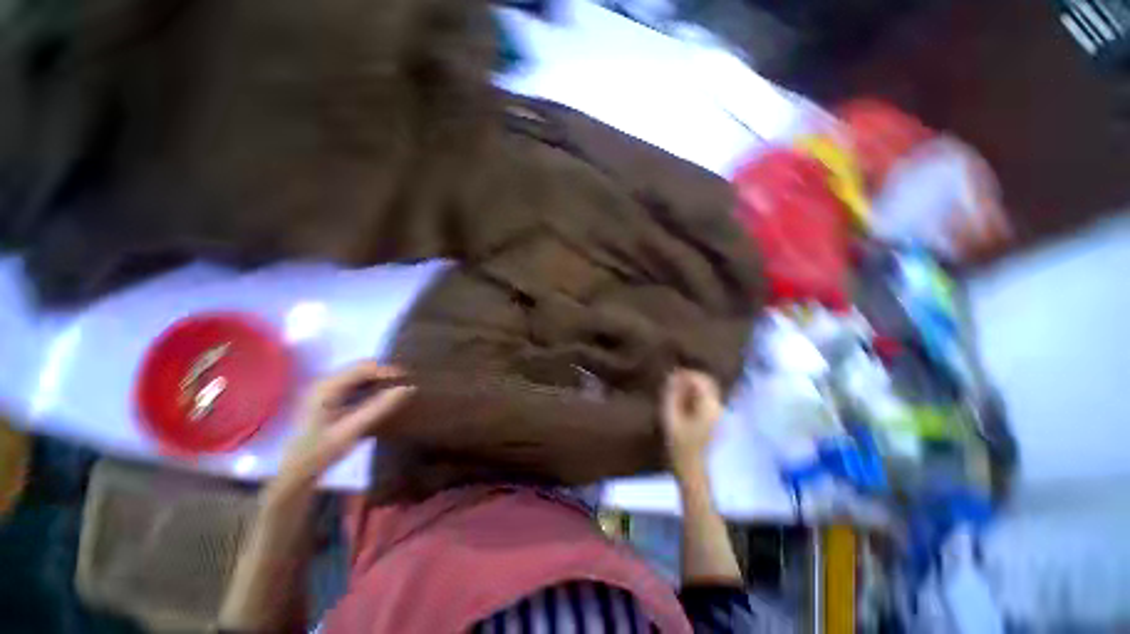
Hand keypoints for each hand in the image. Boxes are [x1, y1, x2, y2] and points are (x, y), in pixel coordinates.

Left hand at [276, 362, 412, 491]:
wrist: (295, 472)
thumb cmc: (321, 451)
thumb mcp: (353, 430)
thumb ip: (380, 407)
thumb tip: (409, 388)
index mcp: (327, 387)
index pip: (363, 367)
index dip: (387, 370)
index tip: (408, 378)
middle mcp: (324, 382)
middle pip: (360, 368)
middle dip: (383, 373)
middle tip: (405, 382)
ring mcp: (324, 389)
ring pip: (358, 375)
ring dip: (378, 379)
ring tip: (396, 388)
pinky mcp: (326, 398)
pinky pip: (353, 384)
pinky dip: (369, 387)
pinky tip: (379, 397)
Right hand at [661, 369, 721, 482]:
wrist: (692, 469)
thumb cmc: (679, 444)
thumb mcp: (670, 417)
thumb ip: (671, 394)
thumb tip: (672, 377)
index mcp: (709, 406)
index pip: (700, 379)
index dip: (685, 374)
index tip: (670, 375)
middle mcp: (718, 406)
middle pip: (707, 382)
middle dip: (690, 378)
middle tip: (672, 381)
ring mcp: (719, 413)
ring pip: (708, 389)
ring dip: (692, 386)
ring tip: (675, 390)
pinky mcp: (716, 419)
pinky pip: (707, 398)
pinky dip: (695, 394)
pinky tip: (683, 401)